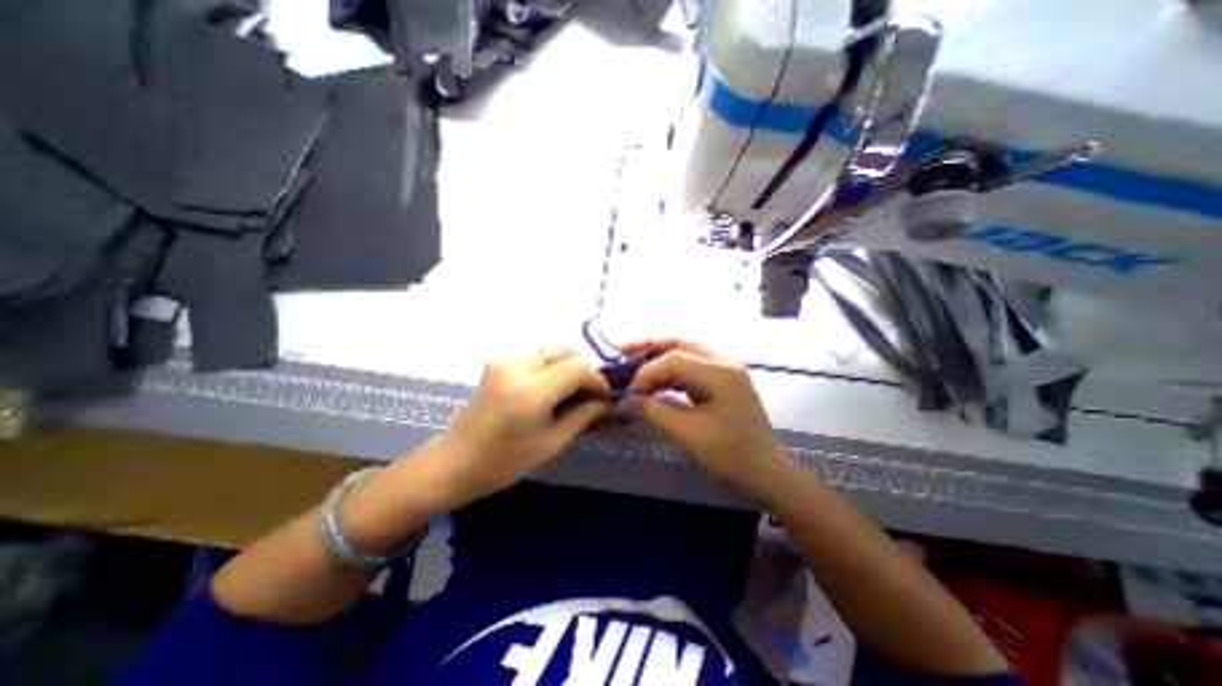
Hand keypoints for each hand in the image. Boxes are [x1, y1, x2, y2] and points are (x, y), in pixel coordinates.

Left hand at [431, 347, 621, 505]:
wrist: (456, 461)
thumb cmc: (505, 462)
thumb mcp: (553, 443)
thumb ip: (585, 415)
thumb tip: (610, 401)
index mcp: (530, 391)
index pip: (578, 368)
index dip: (598, 380)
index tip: (605, 396)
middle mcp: (516, 365)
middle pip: (566, 349)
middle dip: (584, 369)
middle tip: (589, 393)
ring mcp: (504, 359)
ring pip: (552, 349)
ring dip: (568, 365)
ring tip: (571, 390)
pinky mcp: (498, 360)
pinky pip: (537, 354)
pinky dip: (552, 365)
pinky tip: (551, 387)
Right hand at [621, 337, 792, 497]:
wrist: (766, 472)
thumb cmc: (731, 456)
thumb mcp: (689, 434)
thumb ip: (655, 412)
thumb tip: (626, 399)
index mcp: (721, 374)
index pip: (675, 359)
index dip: (647, 371)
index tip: (630, 390)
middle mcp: (725, 363)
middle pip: (681, 343)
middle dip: (650, 345)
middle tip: (623, 351)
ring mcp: (726, 370)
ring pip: (687, 351)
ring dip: (660, 356)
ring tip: (635, 364)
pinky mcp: (723, 380)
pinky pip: (693, 366)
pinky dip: (672, 370)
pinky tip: (657, 380)